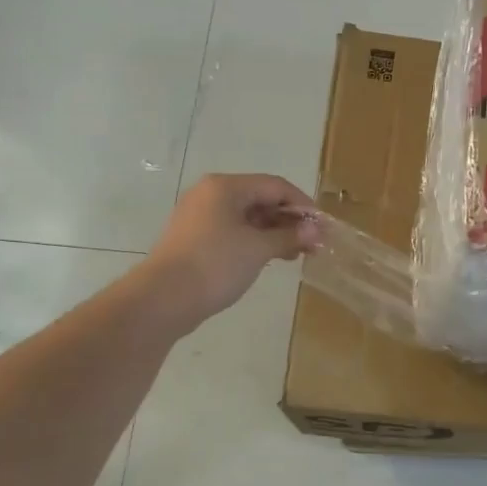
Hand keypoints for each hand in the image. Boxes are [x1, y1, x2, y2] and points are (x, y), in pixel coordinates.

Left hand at [148, 174, 321, 322]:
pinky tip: (272, 258)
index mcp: (226, 187)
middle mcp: (212, 194)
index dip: (303, 204)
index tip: (323, 227)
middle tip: (314, 244)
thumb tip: (316, 231)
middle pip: (262, 199)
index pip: (276, 186)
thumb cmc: (215, 265)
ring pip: (249, 217)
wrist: (162, 299)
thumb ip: (289, 236)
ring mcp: (201, 216)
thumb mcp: (259, 249)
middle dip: (290, 220)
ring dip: (275, 233)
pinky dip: (256, 241)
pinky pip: (234, 231)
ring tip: (297, 254)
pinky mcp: (196, 238)